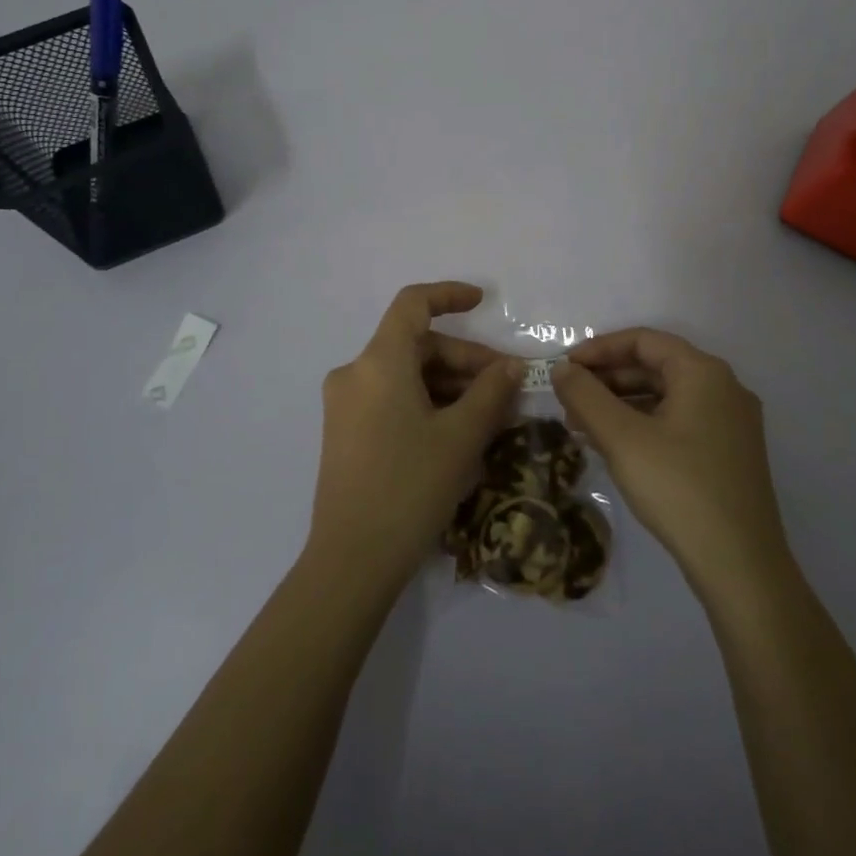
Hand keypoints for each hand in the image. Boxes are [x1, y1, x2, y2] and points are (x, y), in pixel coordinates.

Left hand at [307, 282, 523, 594]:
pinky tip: (458, 433)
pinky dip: (427, 404)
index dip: (450, 295)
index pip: (413, 304)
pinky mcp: (345, 433)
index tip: (484, 302)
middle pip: (416, 346)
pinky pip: (392, 400)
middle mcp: (355, 373)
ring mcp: (345, 405)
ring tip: (491, 415)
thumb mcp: (461, 437)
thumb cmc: (410, 487)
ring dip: (450, 386)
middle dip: (465, 360)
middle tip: (506, 386)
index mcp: (378, 362)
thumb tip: (510, 367)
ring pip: (406, 376)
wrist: (352, 560)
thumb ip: (491, 392)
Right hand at [551, 329, 788, 596]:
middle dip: (608, 380)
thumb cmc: (678, 488)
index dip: (599, 349)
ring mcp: (731, 422)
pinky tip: (615, 447)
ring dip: (622, 405)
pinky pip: (679, 421)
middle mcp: (724, 388)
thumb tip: (562, 369)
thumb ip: (586, 396)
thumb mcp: (622, 438)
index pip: (644, 340)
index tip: (564, 368)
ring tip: (581, 426)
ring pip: (666, 397)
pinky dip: (644, 425)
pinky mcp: (730, 453)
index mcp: (703, 372)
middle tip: (568, 400)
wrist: (740, 564)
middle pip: (656, 366)